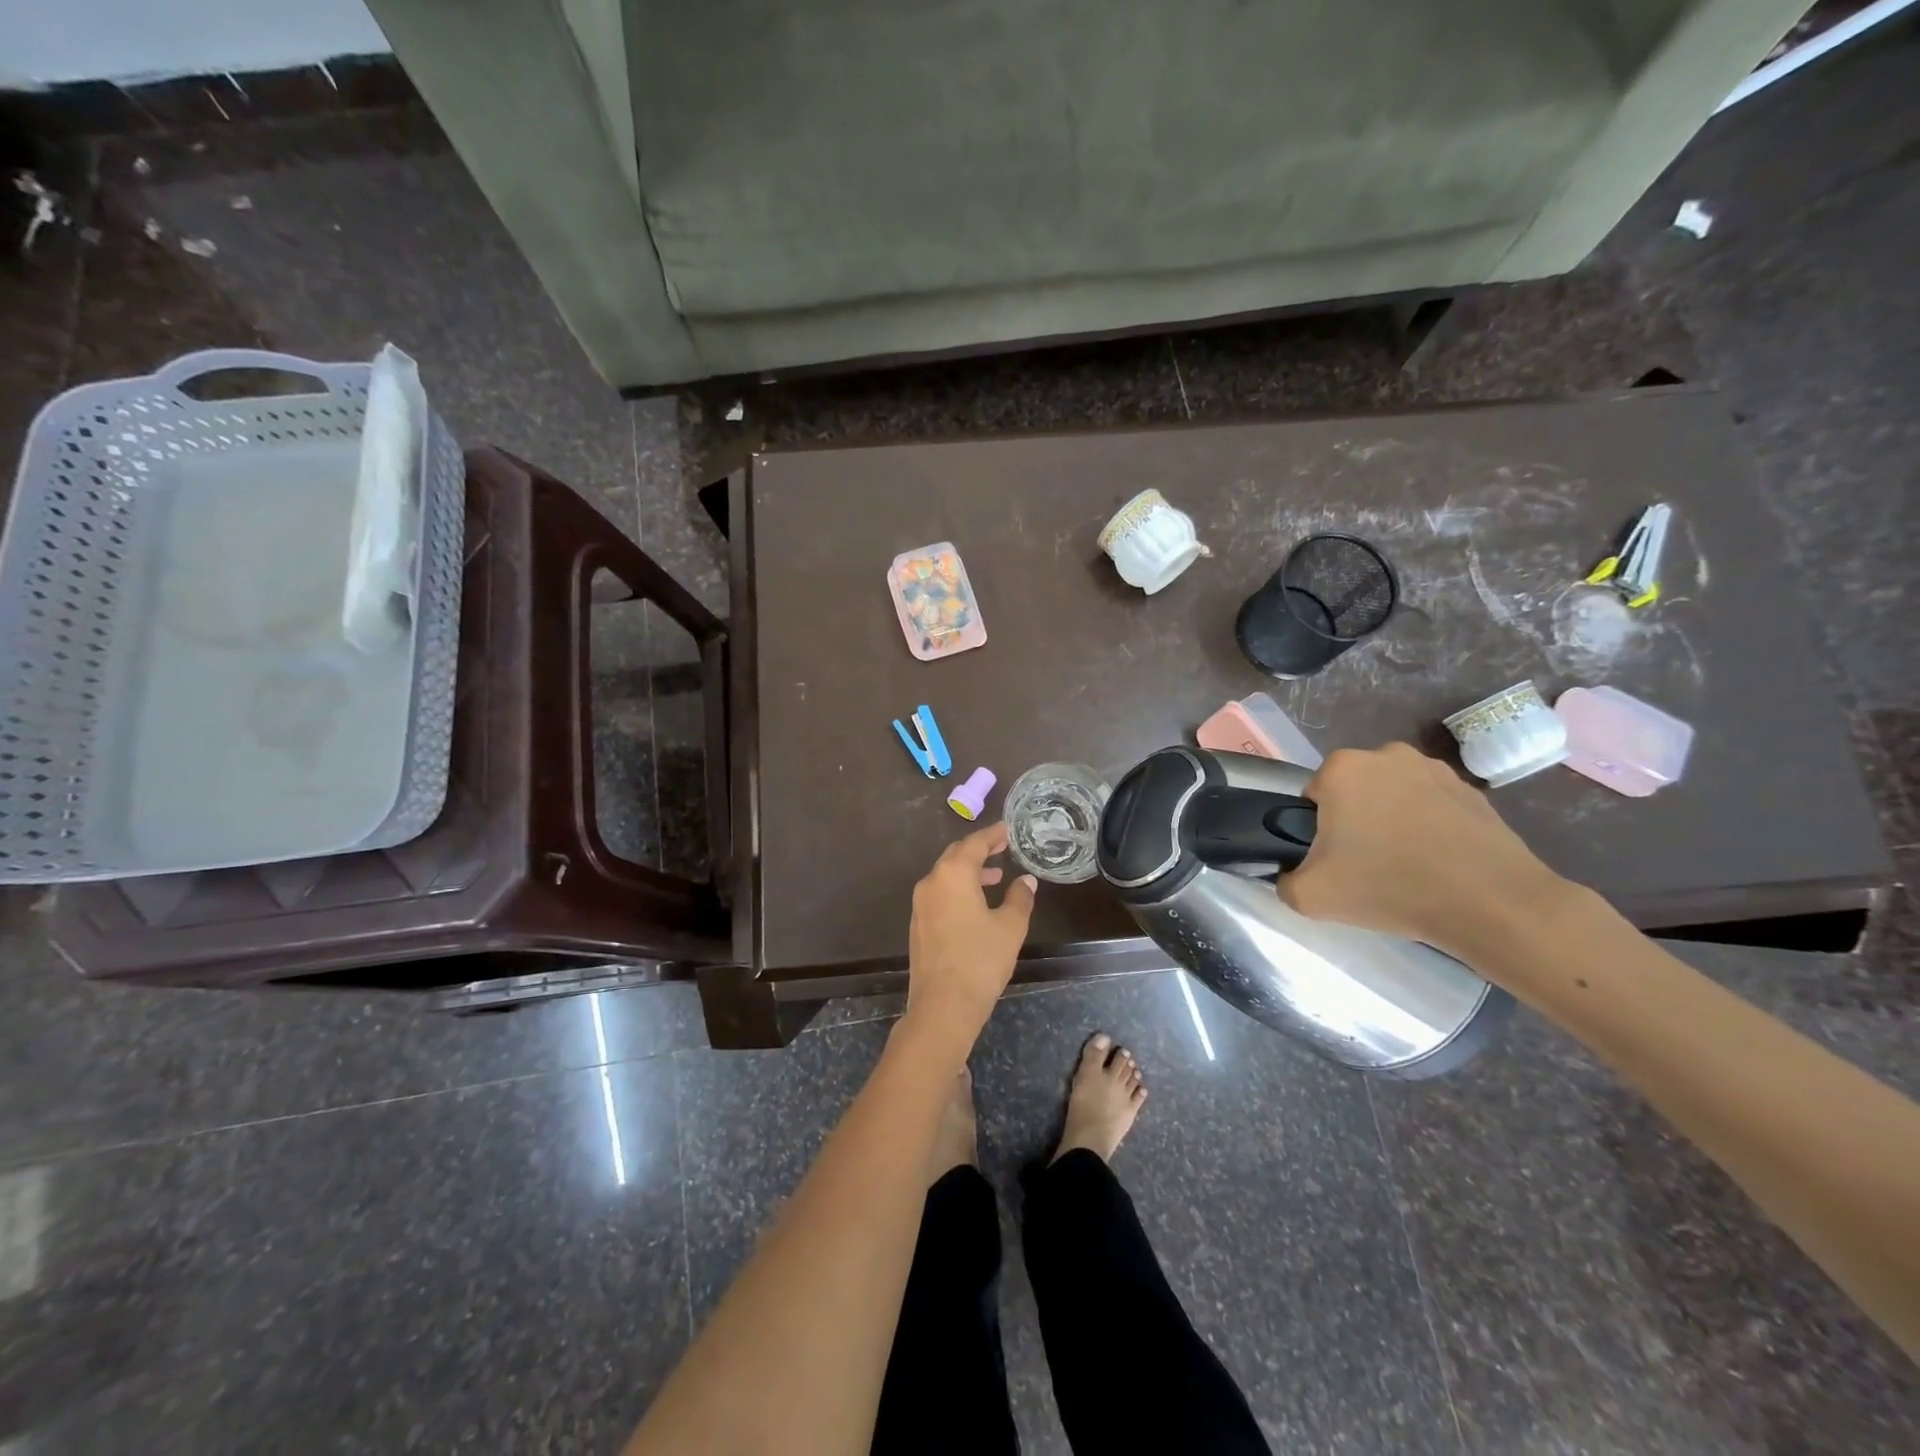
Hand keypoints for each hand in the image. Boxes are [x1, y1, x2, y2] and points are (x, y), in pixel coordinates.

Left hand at [905, 823, 1037, 1043]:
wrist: (943, 1006)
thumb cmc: (981, 960)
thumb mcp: (1010, 927)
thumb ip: (1020, 898)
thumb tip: (1026, 880)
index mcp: (953, 874)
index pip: (974, 843)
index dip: (993, 834)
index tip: (1008, 829)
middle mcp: (932, 882)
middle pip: (956, 855)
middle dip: (979, 850)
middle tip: (1002, 847)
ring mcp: (920, 904)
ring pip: (946, 876)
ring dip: (969, 871)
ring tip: (995, 877)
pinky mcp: (918, 924)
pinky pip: (940, 894)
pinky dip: (958, 889)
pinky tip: (976, 903)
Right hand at [1279, 743, 1568, 957]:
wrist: (1490, 903)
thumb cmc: (1389, 887)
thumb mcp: (1309, 896)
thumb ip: (1283, 880)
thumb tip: (1291, 874)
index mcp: (1342, 768)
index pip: (1312, 798)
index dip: (1317, 831)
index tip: (1335, 860)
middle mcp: (1386, 754)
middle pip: (1353, 792)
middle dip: (1355, 821)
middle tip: (1367, 866)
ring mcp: (1434, 768)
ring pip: (1392, 796)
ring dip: (1392, 821)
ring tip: (1407, 866)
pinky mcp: (1471, 789)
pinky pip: (1431, 805)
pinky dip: (1428, 827)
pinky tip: (1438, 862)